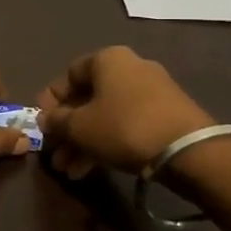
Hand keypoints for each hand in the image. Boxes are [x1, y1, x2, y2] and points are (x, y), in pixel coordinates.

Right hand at [36, 46, 213, 179]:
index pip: (68, 74)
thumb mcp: (79, 126)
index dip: (51, 100)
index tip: (41, 124)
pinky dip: (108, 143)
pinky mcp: (167, 115)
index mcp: (107, 59)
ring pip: (107, 115)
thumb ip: (56, 121)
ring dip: (85, 142)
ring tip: (71, 171)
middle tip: (56, 156)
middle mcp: (130, 67)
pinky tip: (93, 169)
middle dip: (68, 130)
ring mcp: (152, 91)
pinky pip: (127, 124)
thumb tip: (45, 119)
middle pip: (88, 98)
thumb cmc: (124, 127)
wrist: (189, 150)